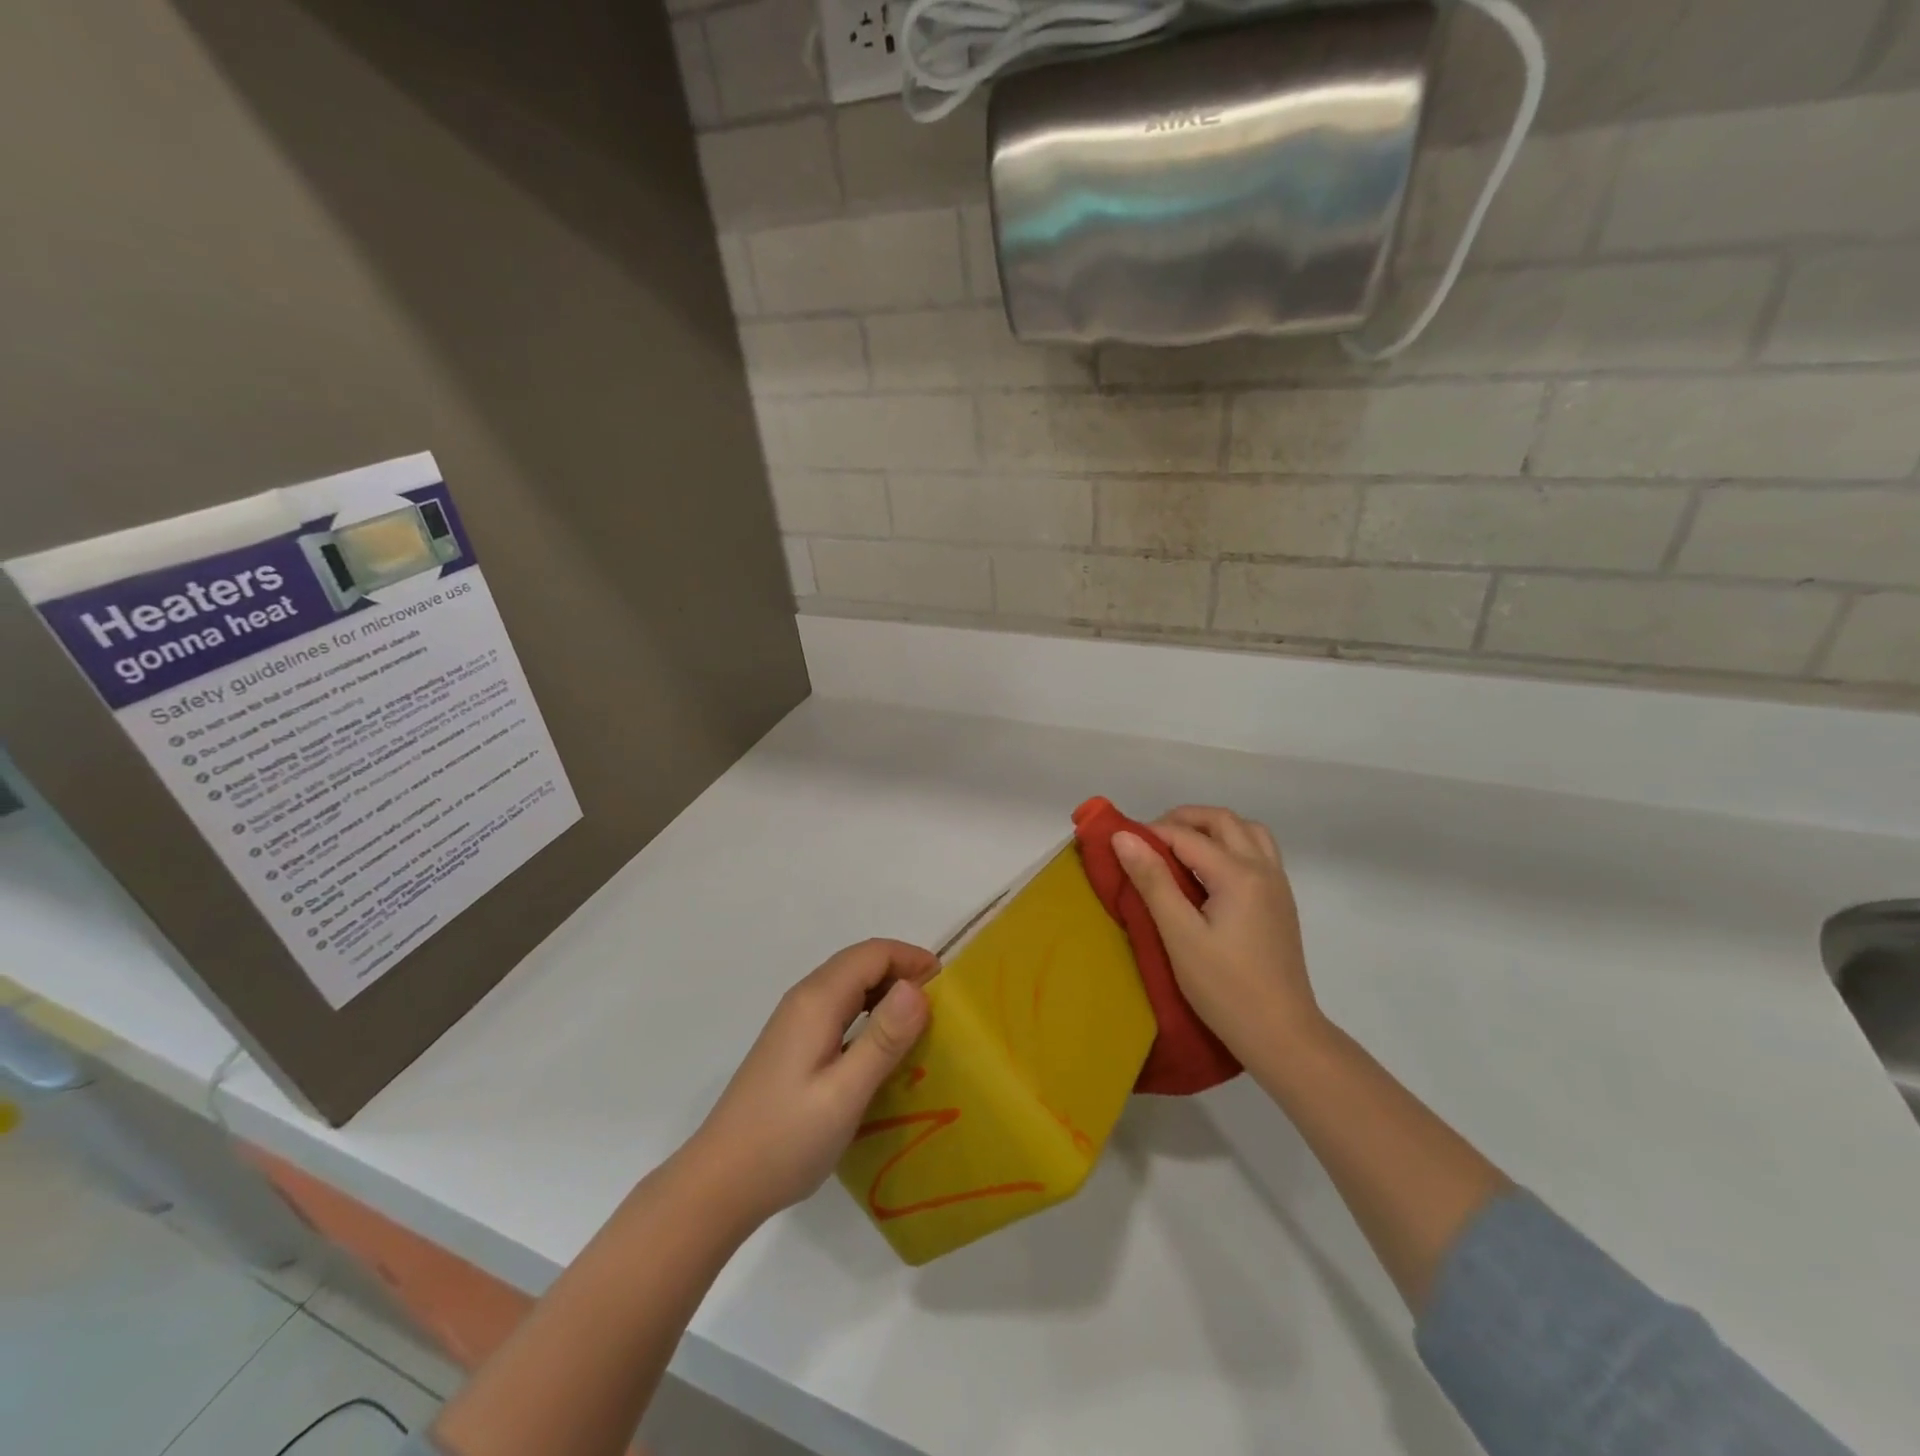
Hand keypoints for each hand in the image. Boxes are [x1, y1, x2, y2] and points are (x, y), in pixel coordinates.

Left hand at [684, 939, 936, 1229]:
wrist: (719, 1183)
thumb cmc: (786, 1139)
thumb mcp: (845, 1093)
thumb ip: (883, 1039)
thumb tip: (917, 986)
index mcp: (817, 1001)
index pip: (872, 954)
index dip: (911, 958)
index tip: (947, 987)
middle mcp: (804, 999)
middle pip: (859, 963)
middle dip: (902, 971)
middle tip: (940, 1008)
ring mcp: (794, 1022)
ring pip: (848, 985)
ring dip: (885, 992)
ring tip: (918, 1026)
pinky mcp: (792, 1044)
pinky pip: (838, 1009)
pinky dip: (868, 1013)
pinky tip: (880, 1049)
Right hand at [1112, 806, 1324, 1070]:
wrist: (1282, 1034)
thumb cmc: (1224, 988)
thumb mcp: (1180, 935)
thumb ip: (1153, 881)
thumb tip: (1124, 837)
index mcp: (1238, 874)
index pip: (1186, 836)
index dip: (1150, 833)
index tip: (1119, 842)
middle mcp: (1263, 869)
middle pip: (1222, 820)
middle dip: (1183, 819)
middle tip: (1148, 839)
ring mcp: (1277, 884)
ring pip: (1246, 831)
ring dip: (1212, 828)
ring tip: (1180, 849)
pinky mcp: (1281, 901)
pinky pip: (1257, 851)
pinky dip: (1231, 844)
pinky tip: (1209, 873)